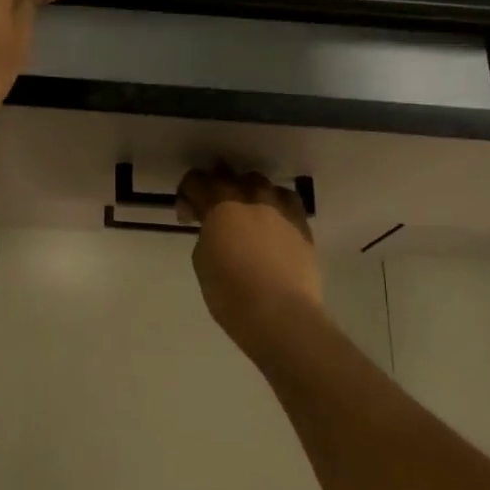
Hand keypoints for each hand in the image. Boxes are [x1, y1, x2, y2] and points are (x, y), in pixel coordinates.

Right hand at [176, 167, 321, 348]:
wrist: (281, 314)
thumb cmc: (231, 293)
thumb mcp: (202, 260)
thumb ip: (207, 234)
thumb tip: (217, 230)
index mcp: (220, 204)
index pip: (196, 180)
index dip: (186, 194)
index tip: (188, 217)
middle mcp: (251, 196)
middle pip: (229, 175)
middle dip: (216, 188)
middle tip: (213, 213)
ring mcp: (280, 207)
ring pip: (260, 184)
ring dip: (247, 194)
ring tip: (246, 217)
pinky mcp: (302, 224)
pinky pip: (286, 202)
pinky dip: (274, 207)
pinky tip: (272, 226)